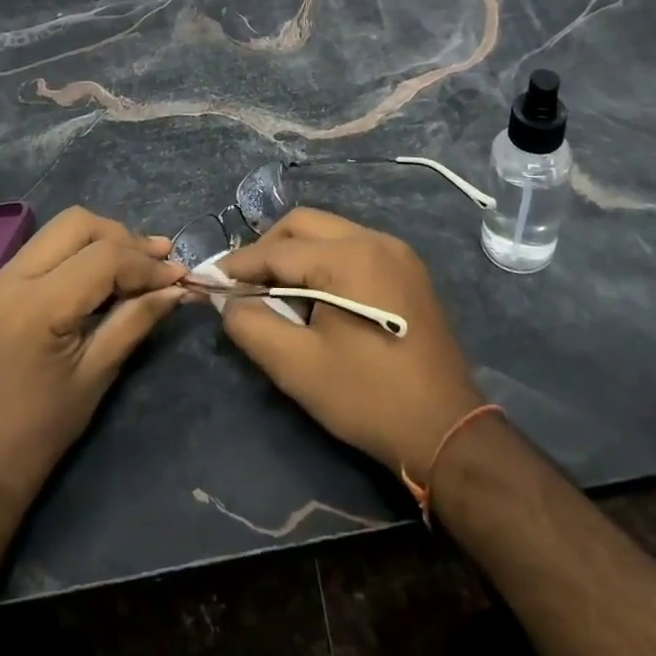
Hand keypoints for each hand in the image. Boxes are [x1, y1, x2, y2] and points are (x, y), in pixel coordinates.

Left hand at [0, 207, 186, 518]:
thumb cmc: (39, 434)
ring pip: (58, 232)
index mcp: (36, 306)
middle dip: (123, 238)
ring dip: (101, 241)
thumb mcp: (96, 375)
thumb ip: (136, 320)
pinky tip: (100, 279)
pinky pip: (42, 251)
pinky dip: (76, 255)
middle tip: (158, 263)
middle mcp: (9, 279)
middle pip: (77, 224)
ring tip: (137, 265)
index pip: (104, 257)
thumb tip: (177, 289)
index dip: (146, 264)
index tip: (180, 278)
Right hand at [219, 209, 482, 480]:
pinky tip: (315, 296)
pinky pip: (353, 248)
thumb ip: (252, 325)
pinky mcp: (408, 270)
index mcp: (350, 256)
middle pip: (304, 224)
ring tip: (275, 291)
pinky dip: (324, 262)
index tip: (209, 279)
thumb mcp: (297, 366)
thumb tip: (229, 302)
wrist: (446, 430)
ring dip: (296, 254)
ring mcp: (397, 253)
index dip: (239, 265)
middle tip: (243, 284)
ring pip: (329, 233)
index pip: (278, 249)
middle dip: (267, 249)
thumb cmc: (368, 398)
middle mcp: (375, 240)